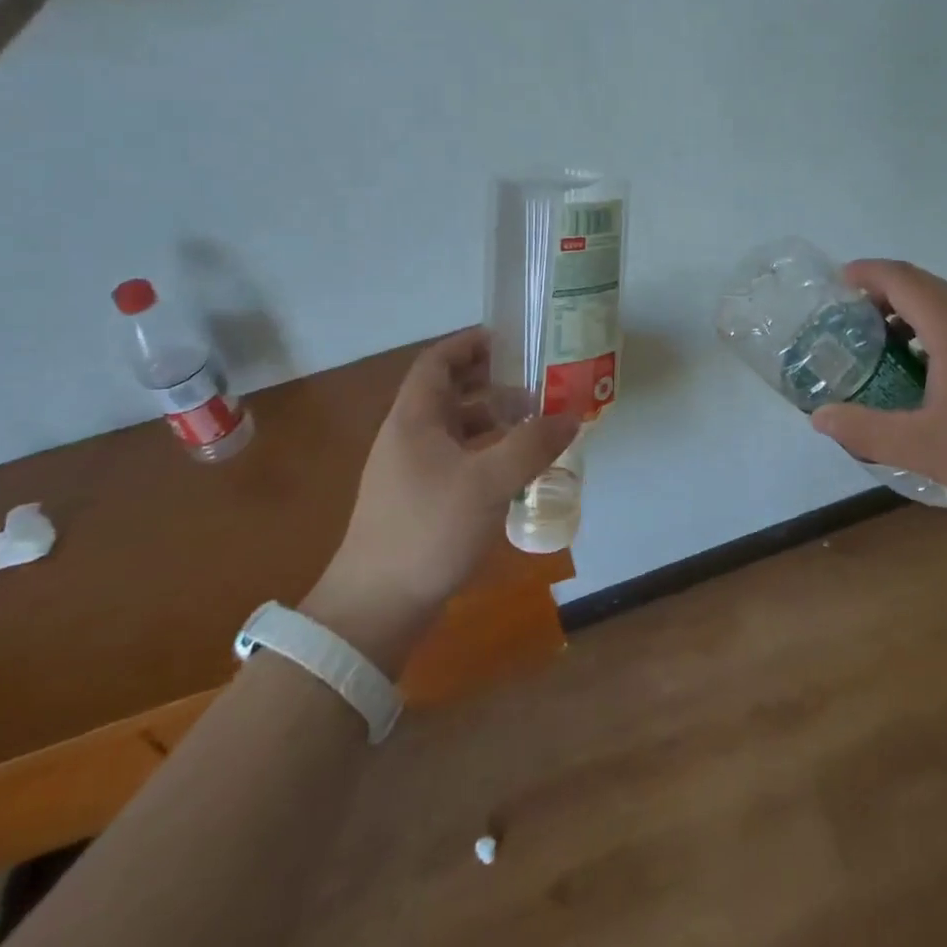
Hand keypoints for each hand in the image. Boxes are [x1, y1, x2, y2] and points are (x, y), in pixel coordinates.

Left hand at [301, 328, 579, 669]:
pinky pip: (456, 458)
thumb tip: (570, 417)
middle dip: (490, 381)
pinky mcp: (418, 500)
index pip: (437, 362)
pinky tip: (512, 467)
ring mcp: (410, 470)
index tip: (509, 338)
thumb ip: (532, 445)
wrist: (375, 608)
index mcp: (414, 419)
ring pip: (454, 427)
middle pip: (448, 392)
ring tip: (533, 422)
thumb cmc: (428, 530)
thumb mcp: (488, 482)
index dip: (469, 344)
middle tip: (533, 379)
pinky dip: (484, 451)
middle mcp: (408, 437)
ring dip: (491, 418)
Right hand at [811, 259, 946, 517]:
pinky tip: (927, 379)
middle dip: (881, 292)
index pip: (901, 278)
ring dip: (908, 314)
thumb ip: (868, 430)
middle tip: (849, 319)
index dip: (865, 273)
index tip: (835, 285)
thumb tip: (820, 417)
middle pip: (923, 286)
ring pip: (946, 308)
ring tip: (881, 347)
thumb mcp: (926, 447)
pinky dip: (932, 335)